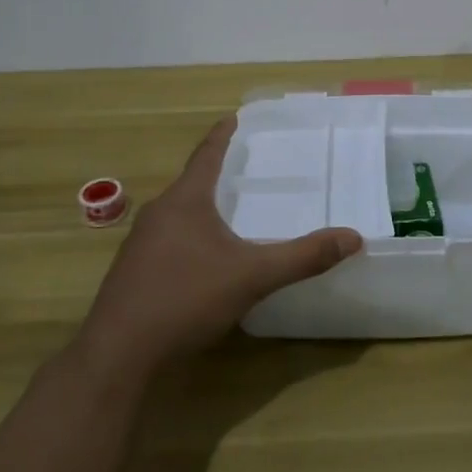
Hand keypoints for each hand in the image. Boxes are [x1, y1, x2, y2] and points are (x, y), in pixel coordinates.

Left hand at [73, 117, 362, 384]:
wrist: (118, 354)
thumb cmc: (185, 299)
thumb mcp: (252, 276)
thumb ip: (303, 257)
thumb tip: (353, 237)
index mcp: (185, 201)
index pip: (206, 155)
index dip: (222, 136)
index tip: (233, 117)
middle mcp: (158, 214)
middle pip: (191, 183)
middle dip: (215, 174)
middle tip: (243, 167)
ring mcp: (139, 244)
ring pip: (177, 214)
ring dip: (201, 208)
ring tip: (228, 212)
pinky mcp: (132, 273)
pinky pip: (167, 240)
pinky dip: (189, 237)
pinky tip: (202, 259)